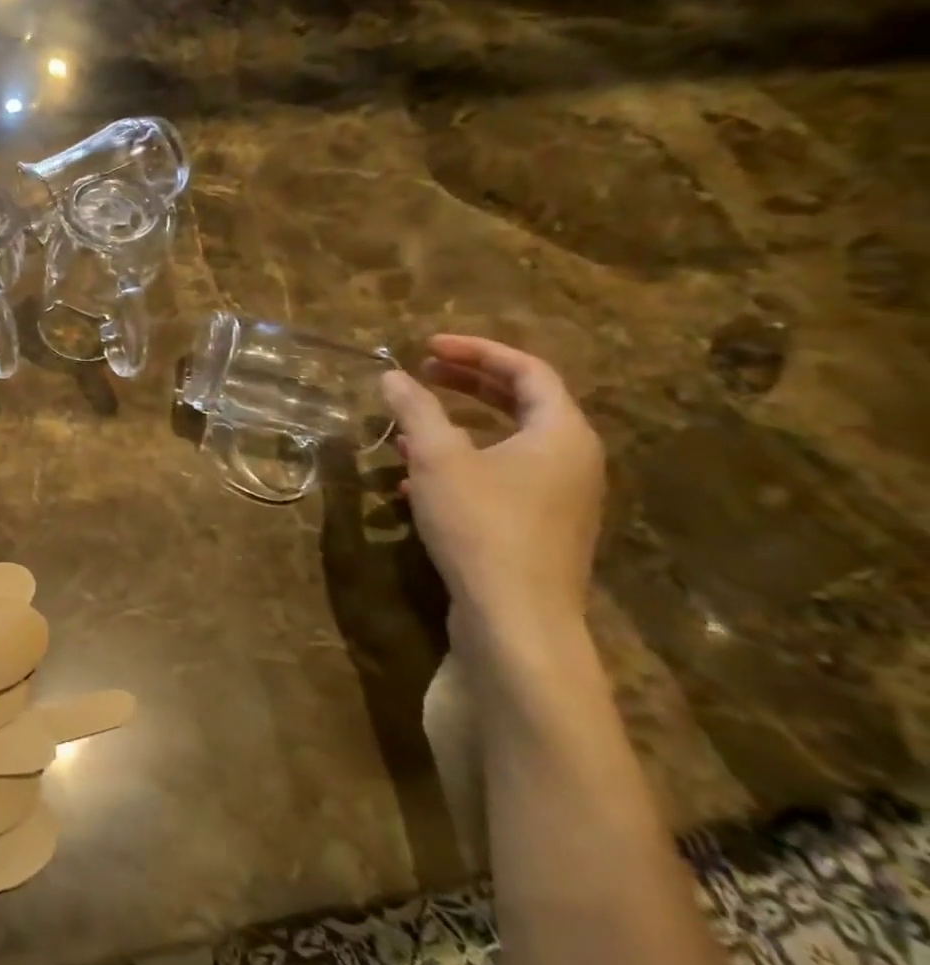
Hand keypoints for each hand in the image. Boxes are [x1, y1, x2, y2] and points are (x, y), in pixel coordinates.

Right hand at [382, 335, 604, 651]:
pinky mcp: (538, 528)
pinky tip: (416, 483)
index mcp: (561, 433)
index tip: (427, 346)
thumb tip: (392, 375)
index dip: (476, 351)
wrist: (516, 618)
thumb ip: (416, 410)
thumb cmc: (482, 524)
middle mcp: (572, 460)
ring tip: (410, 426)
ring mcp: (559, 498)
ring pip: (507, 444)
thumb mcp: (438, 459)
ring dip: (458, 427)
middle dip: (467, 384)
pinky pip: (501, 477)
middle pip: (521, 403)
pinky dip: (462, 465)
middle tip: (422, 372)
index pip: (527, 370)